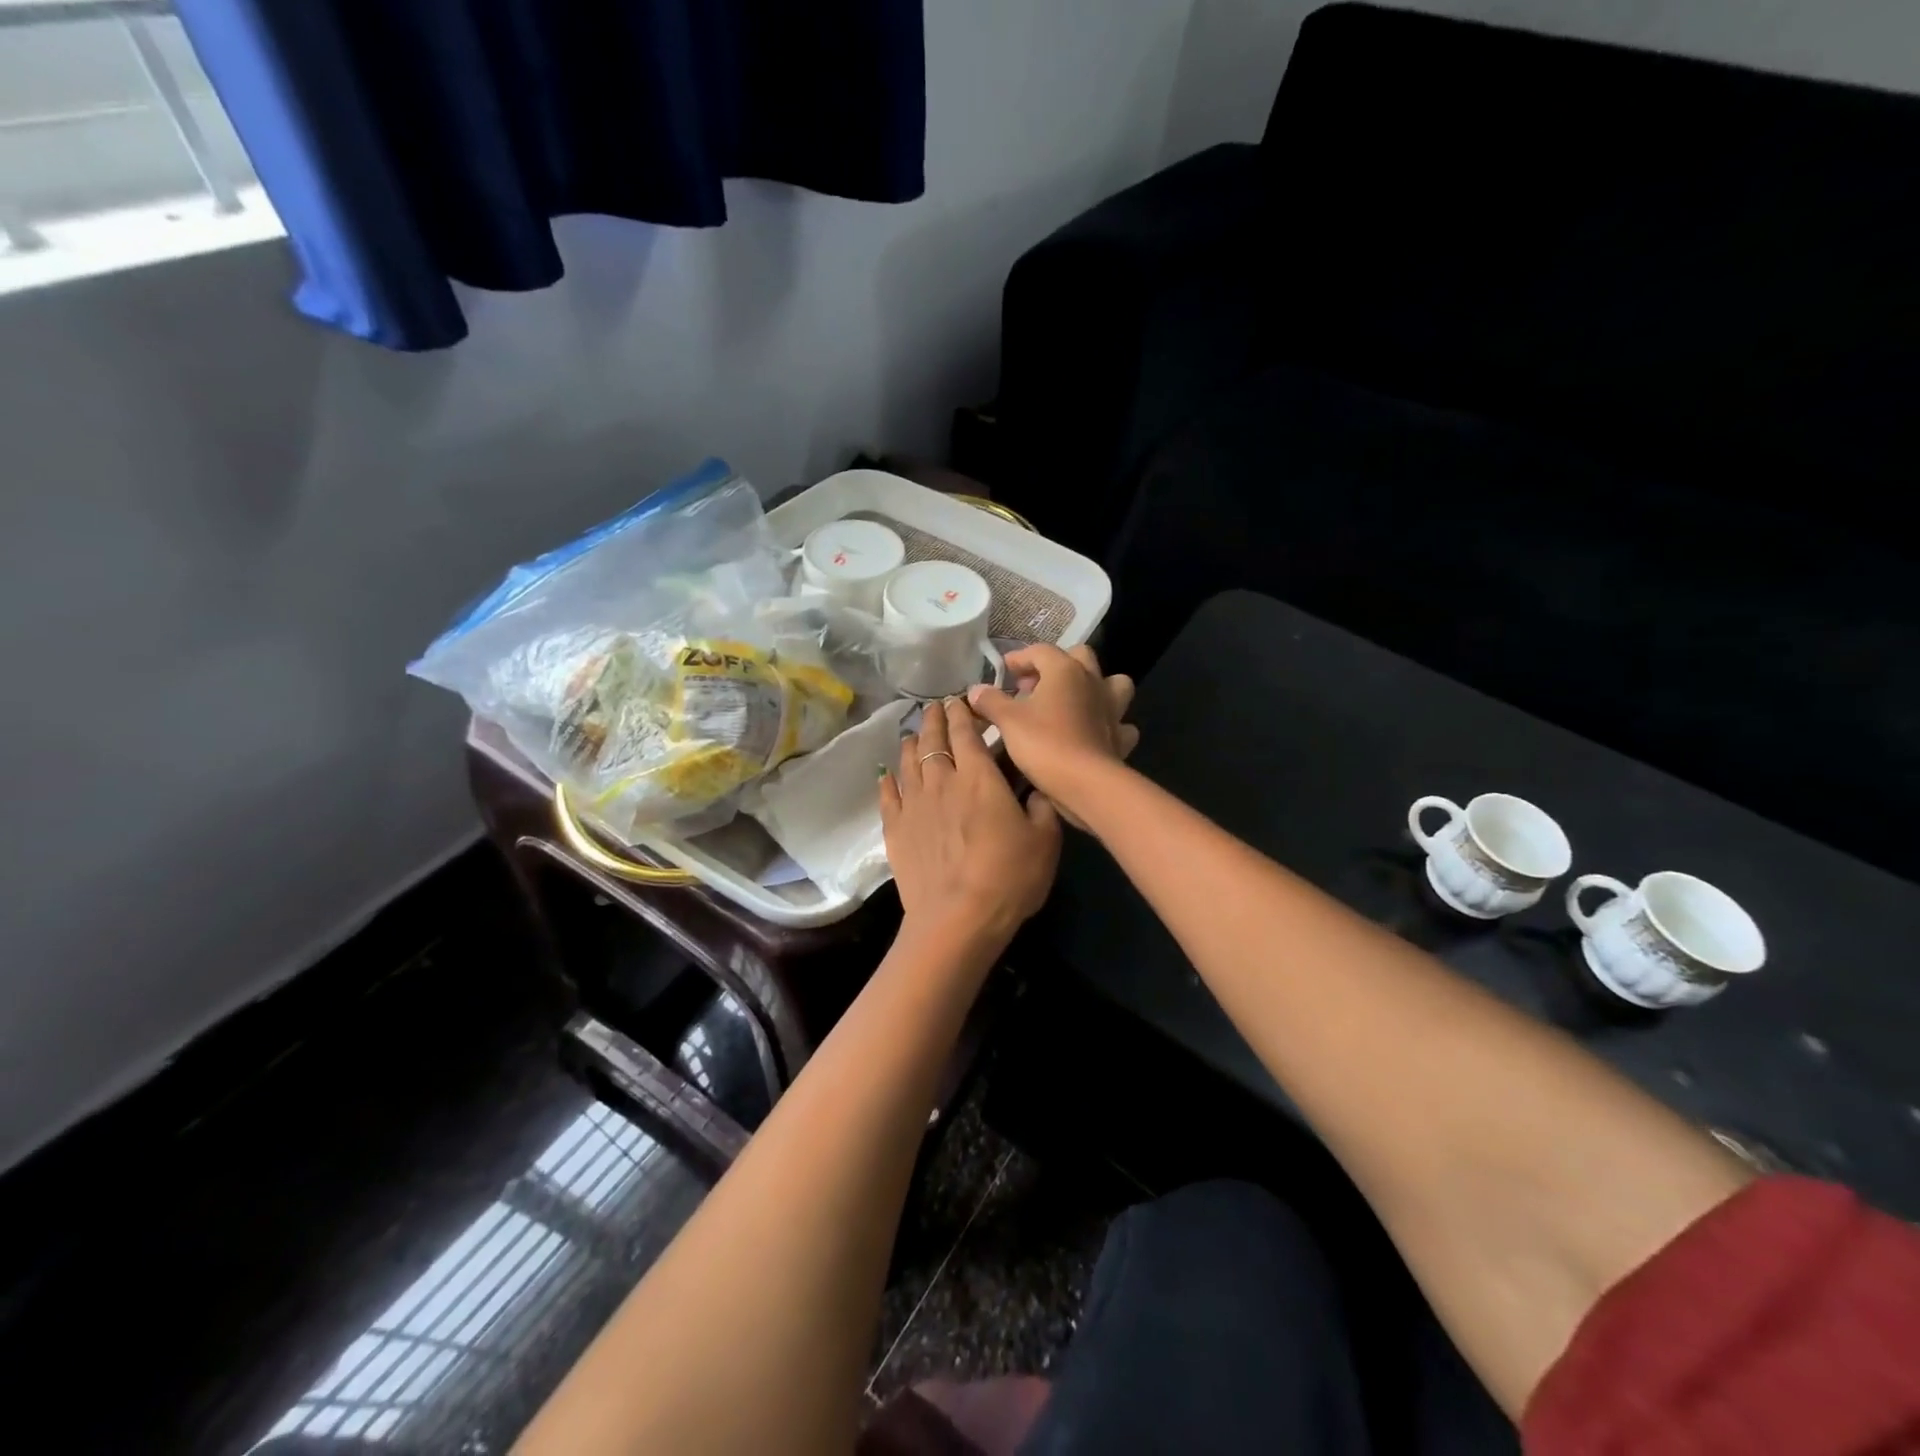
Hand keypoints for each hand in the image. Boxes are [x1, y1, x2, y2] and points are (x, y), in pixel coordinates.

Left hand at [879, 697, 1061, 941]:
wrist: (957, 919)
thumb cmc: (1008, 877)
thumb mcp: (1045, 840)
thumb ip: (1041, 806)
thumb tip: (1036, 787)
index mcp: (979, 777)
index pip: (966, 733)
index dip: (963, 713)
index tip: (960, 701)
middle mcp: (942, 781)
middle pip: (933, 741)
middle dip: (935, 720)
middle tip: (935, 707)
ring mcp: (914, 805)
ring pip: (908, 763)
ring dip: (912, 744)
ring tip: (914, 734)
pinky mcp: (895, 830)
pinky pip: (888, 796)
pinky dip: (888, 780)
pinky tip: (887, 775)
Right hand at [966, 645, 1137, 826]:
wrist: (1086, 784)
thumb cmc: (1044, 744)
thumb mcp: (1007, 721)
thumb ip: (990, 701)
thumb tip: (975, 690)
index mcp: (1065, 670)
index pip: (1040, 651)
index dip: (1019, 658)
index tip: (1004, 671)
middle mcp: (1093, 681)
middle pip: (1079, 657)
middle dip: (1056, 665)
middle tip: (1034, 686)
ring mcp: (1112, 708)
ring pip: (1112, 683)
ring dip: (1094, 687)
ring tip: (1071, 702)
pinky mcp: (1120, 735)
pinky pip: (1119, 722)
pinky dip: (1107, 724)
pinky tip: (1092, 733)